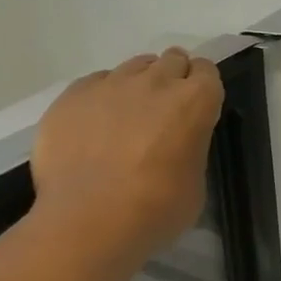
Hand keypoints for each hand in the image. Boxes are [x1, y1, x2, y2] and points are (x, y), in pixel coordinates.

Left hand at [30, 48, 223, 262]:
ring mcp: (111, 85)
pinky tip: (96, 125)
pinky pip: (96, 82)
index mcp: (194, 102)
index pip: (207, 71)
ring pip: (133, 67)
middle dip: (174, 78)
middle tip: (165, 110)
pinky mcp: (72, 95)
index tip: (197, 106)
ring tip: (129, 116)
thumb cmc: (156, 210)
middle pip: (172, 60)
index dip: (203, 87)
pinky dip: (102, 96)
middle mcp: (155, 82)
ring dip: (139, 84)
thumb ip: (190, 149)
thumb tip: (176, 146)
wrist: (88, 221)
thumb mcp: (195, 182)